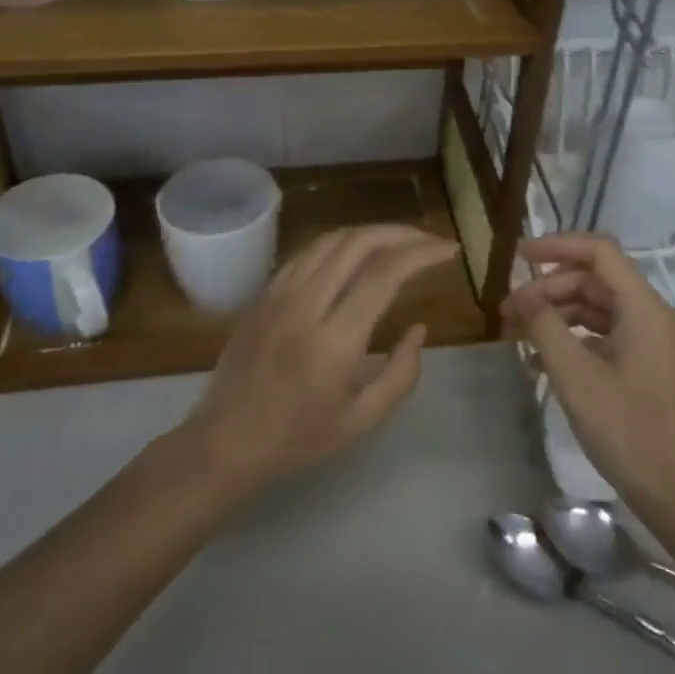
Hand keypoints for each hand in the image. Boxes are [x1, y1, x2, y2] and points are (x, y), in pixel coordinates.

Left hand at [177, 224, 456, 493]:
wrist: (225, 442)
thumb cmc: (298, 438)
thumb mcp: (362, 420)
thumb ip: (401, 373)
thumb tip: (419, 328)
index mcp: (335, 339)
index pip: (385, 273)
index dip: (422, 253)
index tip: (449, 250)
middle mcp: (307, 304)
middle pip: (359, 242)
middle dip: (402, 233)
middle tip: (430, 241)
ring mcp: (280, 292)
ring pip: (332, 239)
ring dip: (372, 232)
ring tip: (400, 241)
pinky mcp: (265, 292)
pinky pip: (308, 252)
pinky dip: (341, 242)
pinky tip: (357, 253)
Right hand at [502, 232, 674, 517]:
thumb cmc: (628, 430)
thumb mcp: (575, 376)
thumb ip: (545, 327)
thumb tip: (525, 298)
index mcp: (644, 308)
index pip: (599, 251)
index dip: (557, 246)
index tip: (520, 257)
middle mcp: (653, 315)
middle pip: (595, 280)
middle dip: (549, 288)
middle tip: (509, 310)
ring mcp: (653, 342)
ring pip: (599, 308)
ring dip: (558, 314)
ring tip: (519, 333)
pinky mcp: (649, 366)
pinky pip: (607, 335)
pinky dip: (575, 338)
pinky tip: (542, 360)